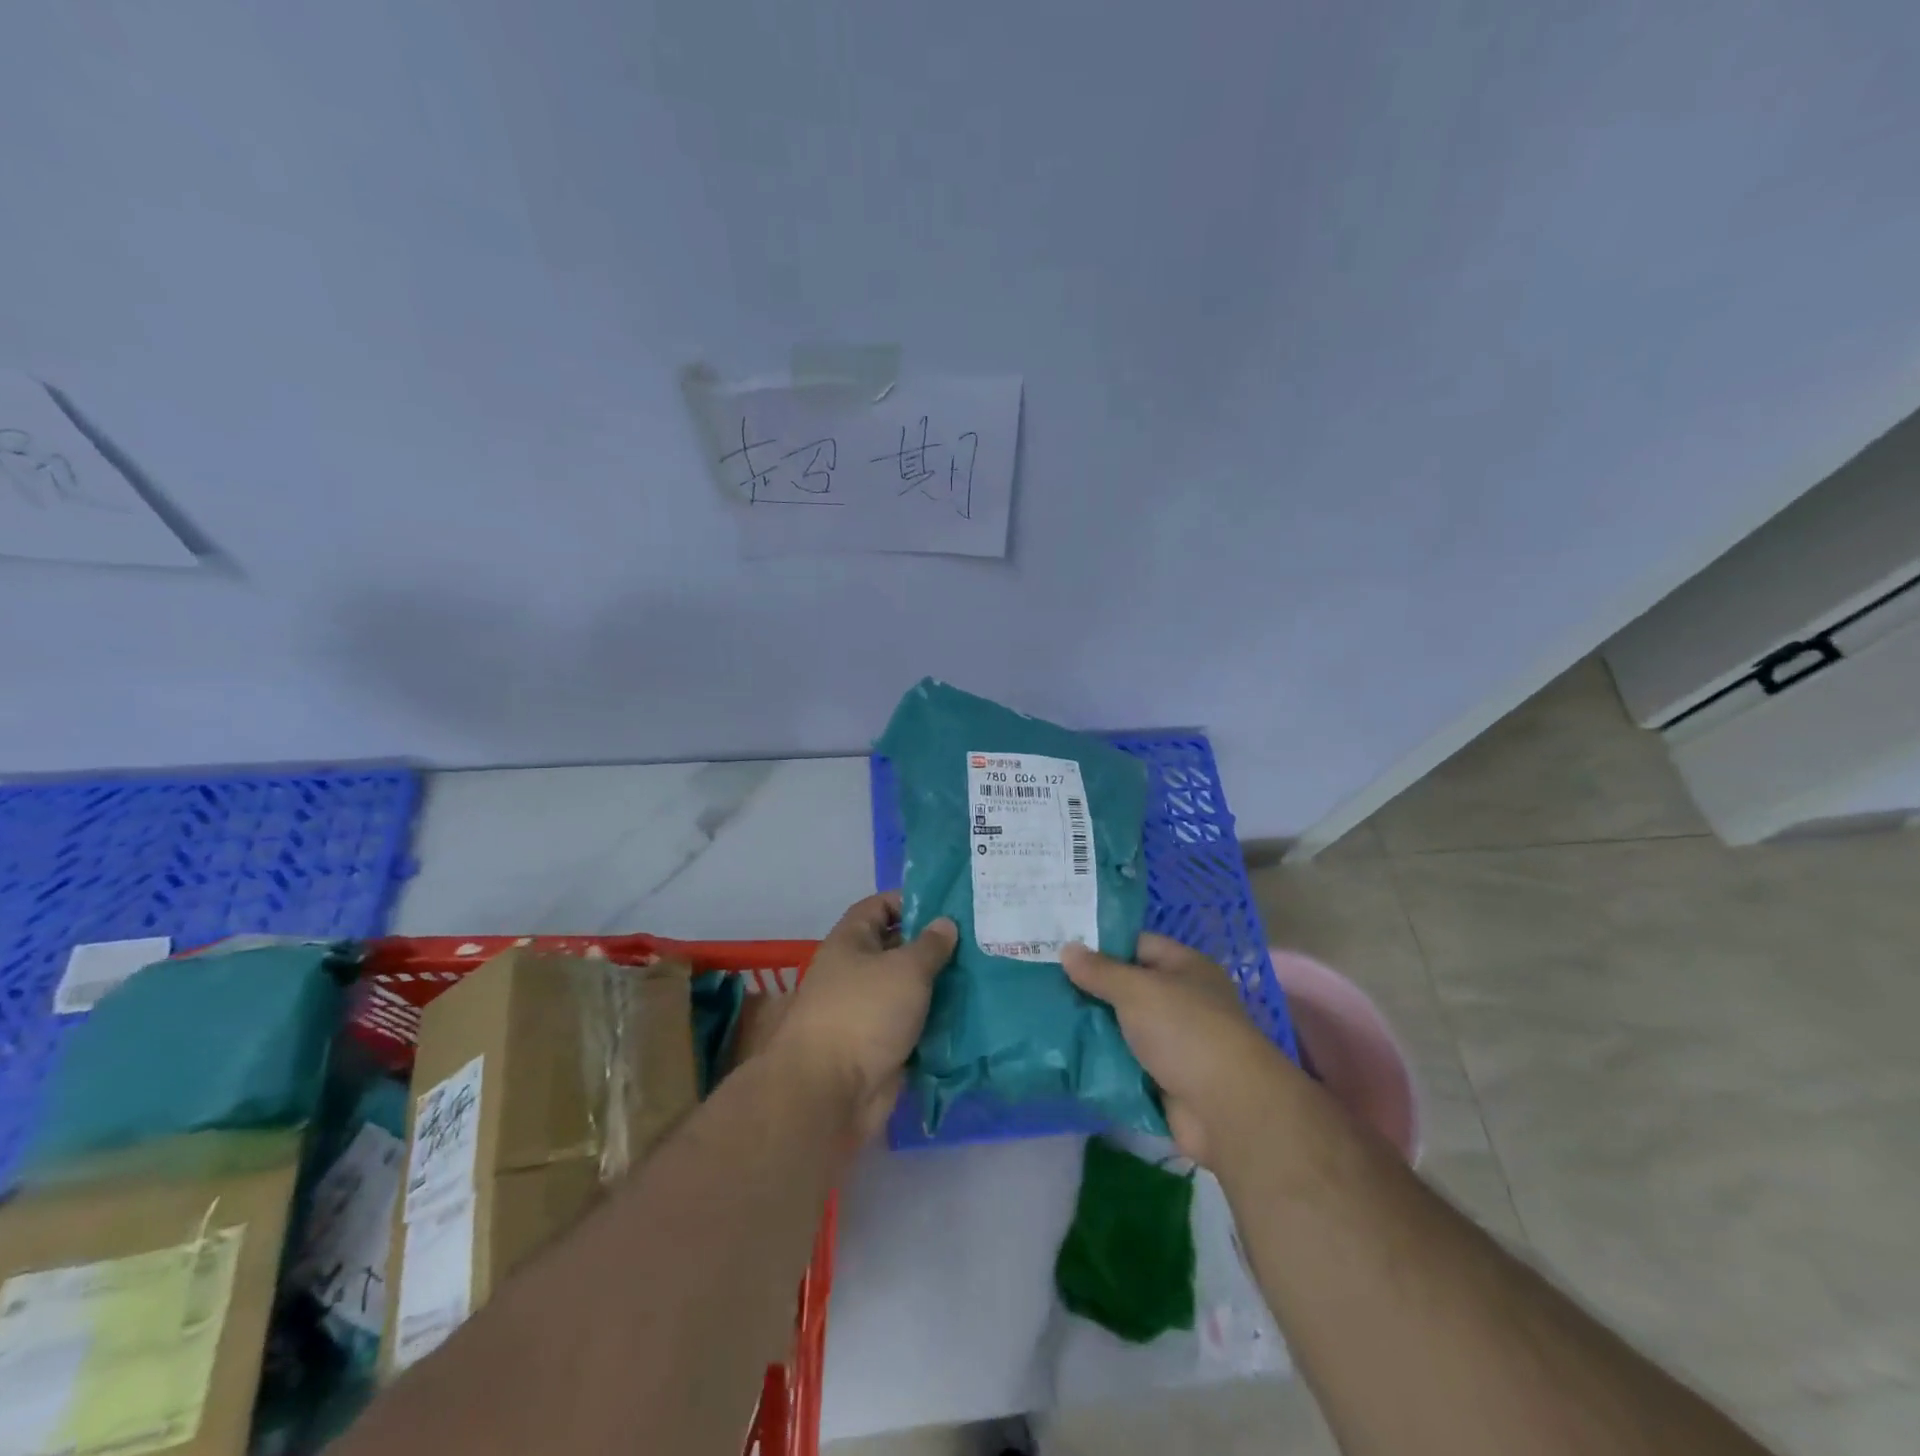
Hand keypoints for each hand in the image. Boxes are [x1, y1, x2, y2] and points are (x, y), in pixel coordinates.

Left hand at [773, 892, 957, 1142]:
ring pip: (909, 988)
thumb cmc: (865, 1012)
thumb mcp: (905, 969)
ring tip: (983, 974)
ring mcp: (868, 1011)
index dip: (910, 901)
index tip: (949, 907)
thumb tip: (945, 923)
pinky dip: (936, 1020)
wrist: (832, 1092)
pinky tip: (971, 1013)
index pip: (879, 906)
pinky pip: (913, 1023)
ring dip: (939, 985)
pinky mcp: (881, 1045)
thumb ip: (930, 945)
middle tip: (978, 941)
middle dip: (933, 945)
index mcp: (850, 942)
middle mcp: (856, 971)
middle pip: (897, 948)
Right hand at [1063, 933, 1294, 1166]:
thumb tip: (1067, 949)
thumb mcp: (1137, 990)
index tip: (1059, 946)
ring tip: (1043, 1015)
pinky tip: (1063, 1053)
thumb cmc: (1186, 1031)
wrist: (1227, 1110)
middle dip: (1089, 988)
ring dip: (1091, 1026)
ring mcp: (1172, 1042)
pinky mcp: (1162, 1079)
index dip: (1100, 944)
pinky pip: (1123, 1062)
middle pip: (1126, 987)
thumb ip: (1100, 971)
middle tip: (1041, 982)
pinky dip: (1100, 1060)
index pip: (1136, 944)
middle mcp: (1180, 1000)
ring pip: (1121, 1026)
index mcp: (1184, 967)